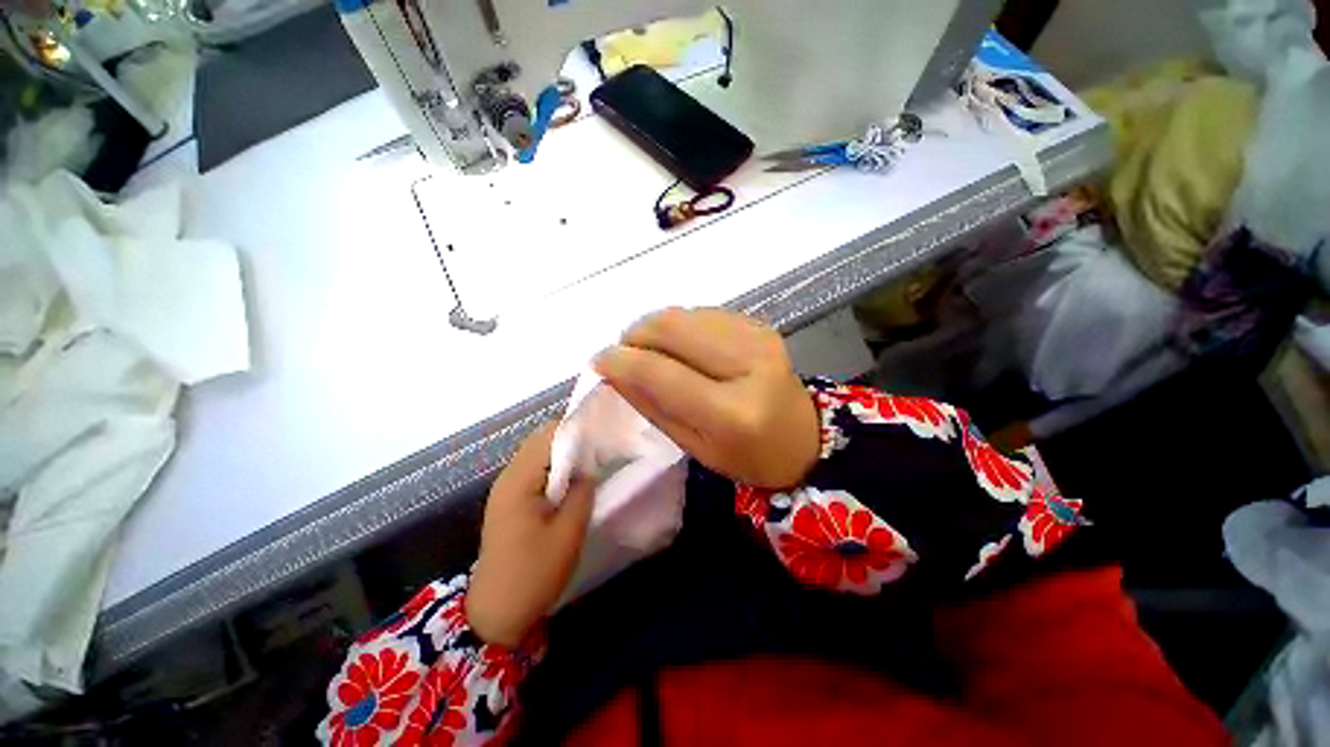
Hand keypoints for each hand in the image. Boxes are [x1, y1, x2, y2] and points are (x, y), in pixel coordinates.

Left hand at [467, 423, 593, 646]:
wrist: (496, 613)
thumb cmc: (534, 573)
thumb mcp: (568, 532)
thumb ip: (581, 491)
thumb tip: (588, 468)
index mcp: (519, 481)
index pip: (548, 436)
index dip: (576, 431)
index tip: (601, 436)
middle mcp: (507, 477)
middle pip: (540, 440)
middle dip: (570, 439)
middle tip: (597, 450)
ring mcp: (505, 489)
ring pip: (536, 454)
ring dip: (562, 454)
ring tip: (588, 464)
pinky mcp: (508, 501)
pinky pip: (532, 470)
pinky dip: (552, 468)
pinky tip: (569, 482)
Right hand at [594, 308, 818, 488]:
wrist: (802, 437)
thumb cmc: (747, 456)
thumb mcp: (694, 445)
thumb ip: (652, 406)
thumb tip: (612, 371)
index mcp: (733, 412)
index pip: (662, 373)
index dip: (622, 361)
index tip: (599, 361)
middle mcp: (749, 364)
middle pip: (672, 328)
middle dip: (635, 335)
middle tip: (624, 353)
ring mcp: (758, 337)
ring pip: (684, 313)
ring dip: (655, 327)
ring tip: (651, 351)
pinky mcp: (759, 324)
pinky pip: (703, 312)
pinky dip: (680, 325)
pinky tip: (681, 346)